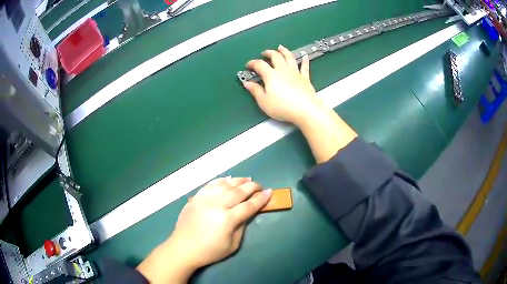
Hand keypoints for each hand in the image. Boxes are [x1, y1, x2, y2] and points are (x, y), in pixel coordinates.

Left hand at [137, 177, 271, 282]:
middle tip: (260, 186)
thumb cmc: (209, 251)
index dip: (261, 199)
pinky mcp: (196, 197)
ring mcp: (204, 199)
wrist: (183, 248)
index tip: (269, 192)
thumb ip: (241, 226)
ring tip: (247, 179)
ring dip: (238, 181)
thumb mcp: (232, 245)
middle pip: (238, 191)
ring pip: (225, 185)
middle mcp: (216, 205)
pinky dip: (221, 180)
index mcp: (227, 219)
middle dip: (252, 187)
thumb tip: (247, 212)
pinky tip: (228, 179)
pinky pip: (211, 184)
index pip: (248, 206)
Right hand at [243, 45, 323, 125]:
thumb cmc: (283, 107)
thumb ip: (255, 91)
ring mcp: (295, 73)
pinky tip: (305, 56)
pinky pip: (304, 67)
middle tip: (265, 53)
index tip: (249, 65)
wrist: (304, 110)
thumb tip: (248, 84)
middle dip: (269, 53)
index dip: (253, 63)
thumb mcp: (264, 102)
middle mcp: (283, 71)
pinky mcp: (305, 78)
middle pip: (275, 56)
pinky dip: (304, 61)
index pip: (260, 64)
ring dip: (284, 51)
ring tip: (281, 48)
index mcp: (271, 75)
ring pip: (289, 57)